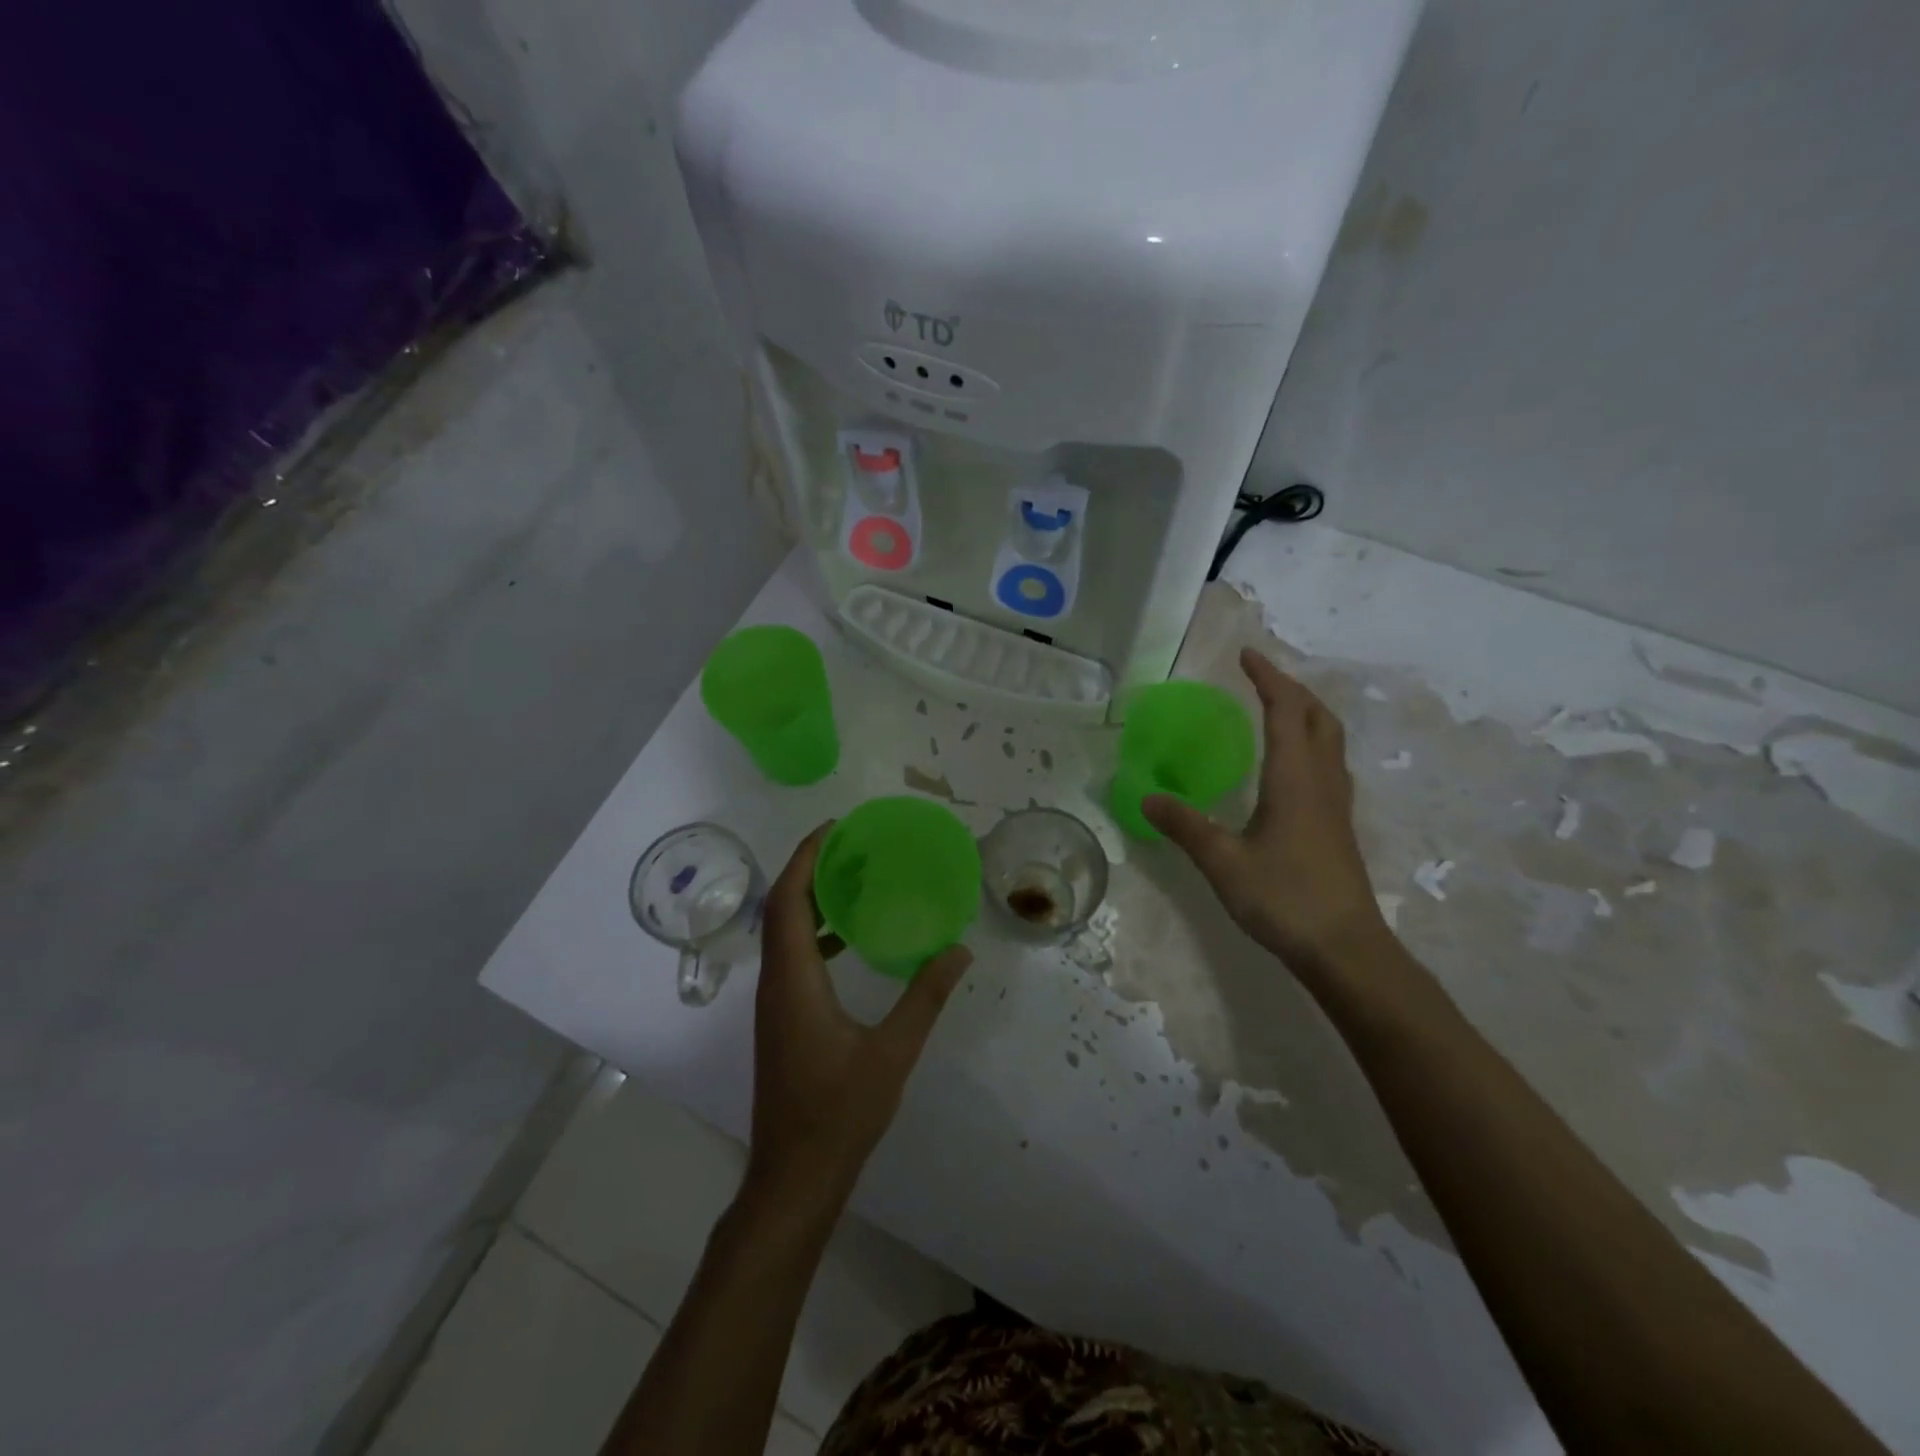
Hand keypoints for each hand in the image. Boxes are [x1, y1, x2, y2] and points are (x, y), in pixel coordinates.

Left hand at [746, 824, 972, 1206]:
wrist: (794, 1176)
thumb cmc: (839, 1112)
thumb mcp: (893, 1053)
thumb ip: (925, 997)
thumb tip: (960, 951)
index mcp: (794, 981)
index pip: (789, 901)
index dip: (806, 857)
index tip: (834, 827)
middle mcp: (775, 983)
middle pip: (782, 908)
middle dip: (810, 869)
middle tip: (851, 844)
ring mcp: (774, 1003)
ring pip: (783, 933)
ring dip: (810, 900)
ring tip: (852, 879)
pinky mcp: (781, 1019)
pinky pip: (791, 957)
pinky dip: (814, 934)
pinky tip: (848, 940)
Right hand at [1143, 648, 1388, 975]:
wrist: (1345, 949)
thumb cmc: (1284, 898)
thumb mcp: (1223, 862)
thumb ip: (1185, 826)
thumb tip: (1147, 798)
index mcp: (1295, 778)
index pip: (1286, 711)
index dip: (1268, 679)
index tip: (1247, 656)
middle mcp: (1322, 782)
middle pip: (1319, 717)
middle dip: (1292, 689)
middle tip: (1261, 679)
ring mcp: (1336, 805)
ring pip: (1330, 741)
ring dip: (1306, 714)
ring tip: (1277, 709)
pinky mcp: (1337, 826)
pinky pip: (1328, 765)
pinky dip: (1310, 743)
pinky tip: (1291, 766)